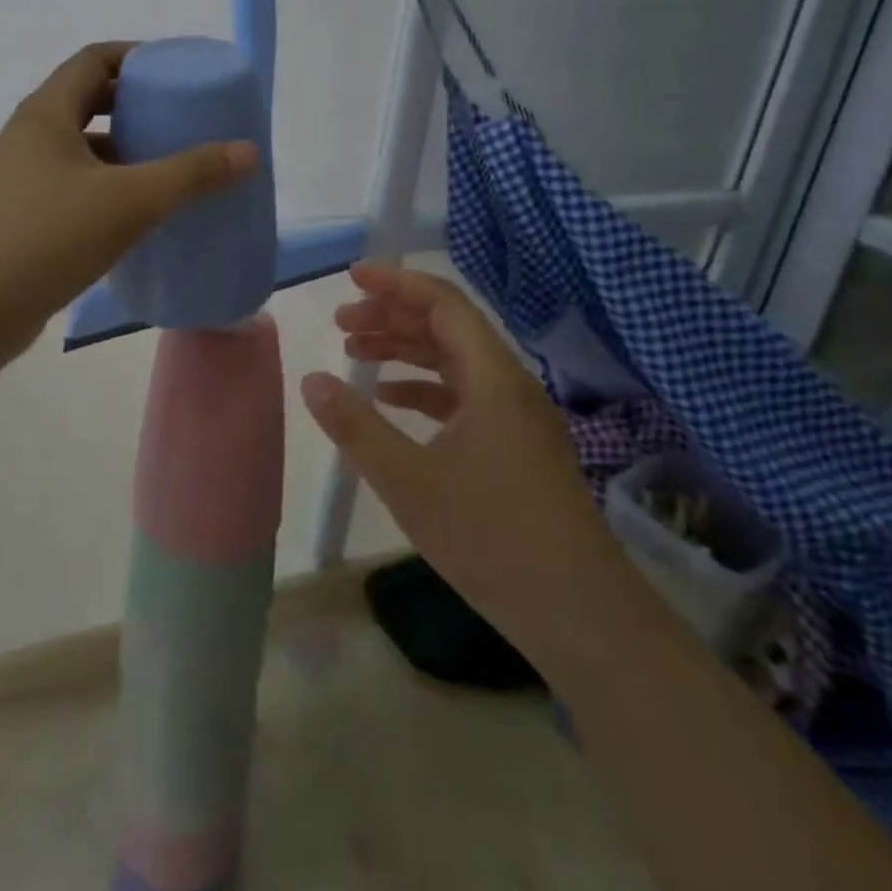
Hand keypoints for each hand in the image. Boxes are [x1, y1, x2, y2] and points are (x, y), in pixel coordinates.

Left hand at [0, 42, 258, 361]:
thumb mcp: (128, 201)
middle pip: (91, 101)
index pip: (95, 59)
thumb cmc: (46, 238)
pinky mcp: (27, 218)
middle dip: (139, 106)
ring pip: (85, 149)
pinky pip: (79, 186)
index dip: (138, 56)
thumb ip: (190, 174)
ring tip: (173, 167)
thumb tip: (247, 150)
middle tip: (186, 120)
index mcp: (47, 114)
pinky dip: (112, 189)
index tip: (180, 72)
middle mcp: (32, 137)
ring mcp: (25, 179)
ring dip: (127, 151)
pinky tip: (143, 215)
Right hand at [300, 263, 622, 658]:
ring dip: (406, 351)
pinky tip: (393, 399)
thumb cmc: (491, 536)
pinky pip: (465, 396)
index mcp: (491, 376)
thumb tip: (311, 380)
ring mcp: (517, 417)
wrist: (580, 613)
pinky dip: (425, 389)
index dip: (396, 283)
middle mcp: (509, 384)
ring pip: (455, 362)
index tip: (352, 277)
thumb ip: (356, 425)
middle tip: (342, 322)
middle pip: (447, 327)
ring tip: (356, 352)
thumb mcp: (408, 480)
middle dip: (392, 317)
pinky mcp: (517, 447)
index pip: (442, 303)